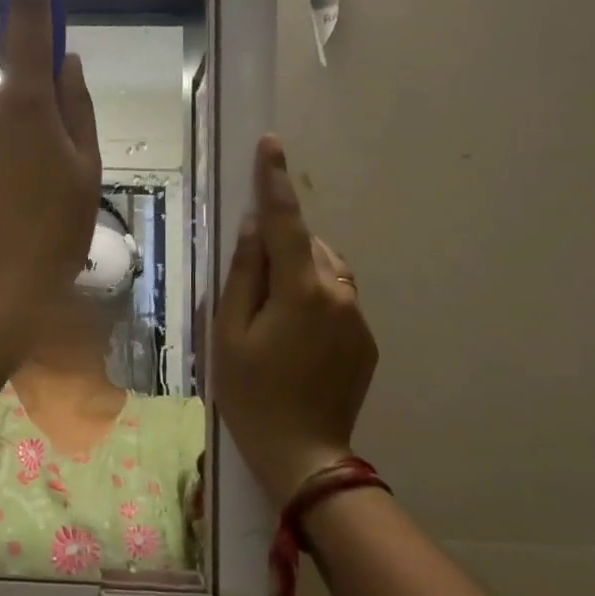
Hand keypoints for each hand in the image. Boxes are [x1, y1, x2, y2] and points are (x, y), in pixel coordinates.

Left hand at [0, 0, 100, 346]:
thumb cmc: (52, 233)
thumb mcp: (86, 171)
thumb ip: (77, 108)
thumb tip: (65, 61)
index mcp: (22, 103)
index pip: (28, 26)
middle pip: (9, 93)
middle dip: (29, 116)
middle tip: (50, 170)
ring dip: (4, 149)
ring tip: (20, 203)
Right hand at [213, 135, 377, 506]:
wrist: (302, 452)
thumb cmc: (250, 391)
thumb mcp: (228, 332)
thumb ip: (242, 274)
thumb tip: (252, 228)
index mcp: (301, 290)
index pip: (285, 222)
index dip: (275, 181)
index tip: (270, 143)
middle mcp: (338, 294)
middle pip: (307, 246)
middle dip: (281, 245)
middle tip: (250, 282)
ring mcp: (357, 318)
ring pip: (326, 270)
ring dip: (299, 271)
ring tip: (270, 310)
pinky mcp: (366, 340)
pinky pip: (337, 298)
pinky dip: (314, 298)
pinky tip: (293, 335)